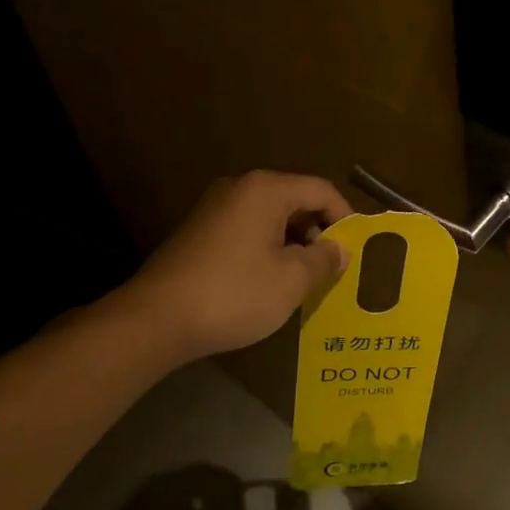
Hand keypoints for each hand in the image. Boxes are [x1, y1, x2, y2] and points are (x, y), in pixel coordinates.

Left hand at [110, 170, 352, 363]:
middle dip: (317, 232)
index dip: (344, 217)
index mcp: (266, 190)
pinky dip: (265, 249)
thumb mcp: (292, 280)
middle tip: (331, 267)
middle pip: (294, 200)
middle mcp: (240, 189)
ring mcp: (215, 209)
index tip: (354, 249)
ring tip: (303, 279)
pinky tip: (267, 282)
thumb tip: (339, 248)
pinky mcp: (198, 232)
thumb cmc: (234, 293)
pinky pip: (246, 231)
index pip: (321, 190)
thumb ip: (324, 259)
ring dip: (291, 243)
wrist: (155, 320)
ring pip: (270, 218)